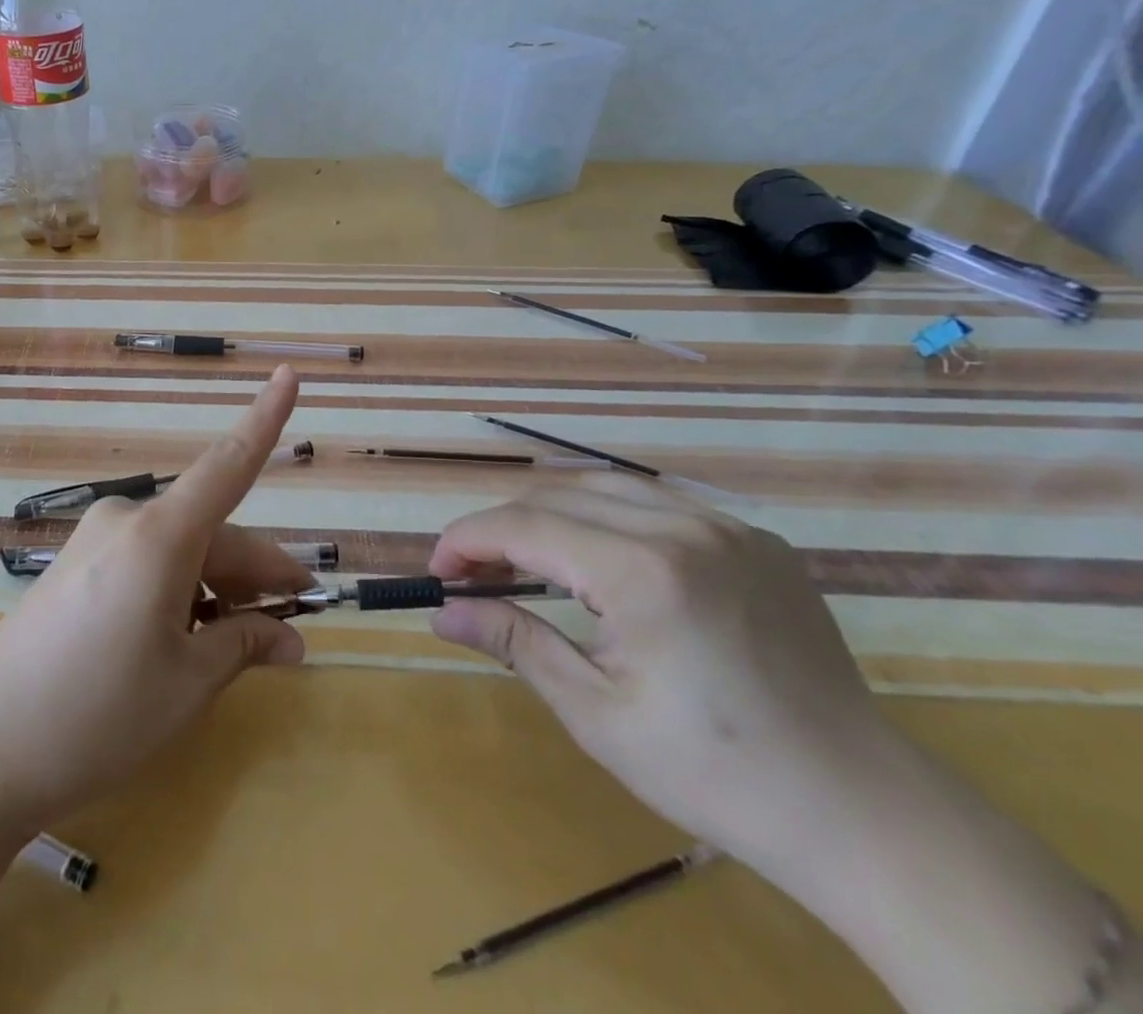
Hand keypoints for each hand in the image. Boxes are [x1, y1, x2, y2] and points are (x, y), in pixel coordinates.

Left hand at [0, 365, 311, 829]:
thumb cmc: (97, 714)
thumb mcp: (186, 685)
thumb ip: (244, 645)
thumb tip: (290, 639)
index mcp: (160, 534)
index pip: (229, 464)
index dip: (265, 418)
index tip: (288, 375)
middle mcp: (127, 520)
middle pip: (212, 531)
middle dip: (257, 572)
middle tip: (295, 619)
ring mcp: (96, 541)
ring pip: (181, 550)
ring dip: (219, 587)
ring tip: (245, 642)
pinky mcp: (76, 566)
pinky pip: (147, 563)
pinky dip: (180, 591)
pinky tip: (191, 637)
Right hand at [428, 473, 896, 874]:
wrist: (861, 812)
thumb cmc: (715, 772)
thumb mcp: (596, 714)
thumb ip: (513, 642)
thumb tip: (442, 612)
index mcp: (643, 572)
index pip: (523, 525)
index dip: (466, 540)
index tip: (439, 573)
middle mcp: (684, 527)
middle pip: (555, 497)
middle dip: (501, 529)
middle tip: (475, 575)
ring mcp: (728, 527)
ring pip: (602, 488)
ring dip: (549, 516)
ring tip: (527, 563)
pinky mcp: (756, 540)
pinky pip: (657, 504)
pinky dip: (607, 519)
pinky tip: (601, 563)